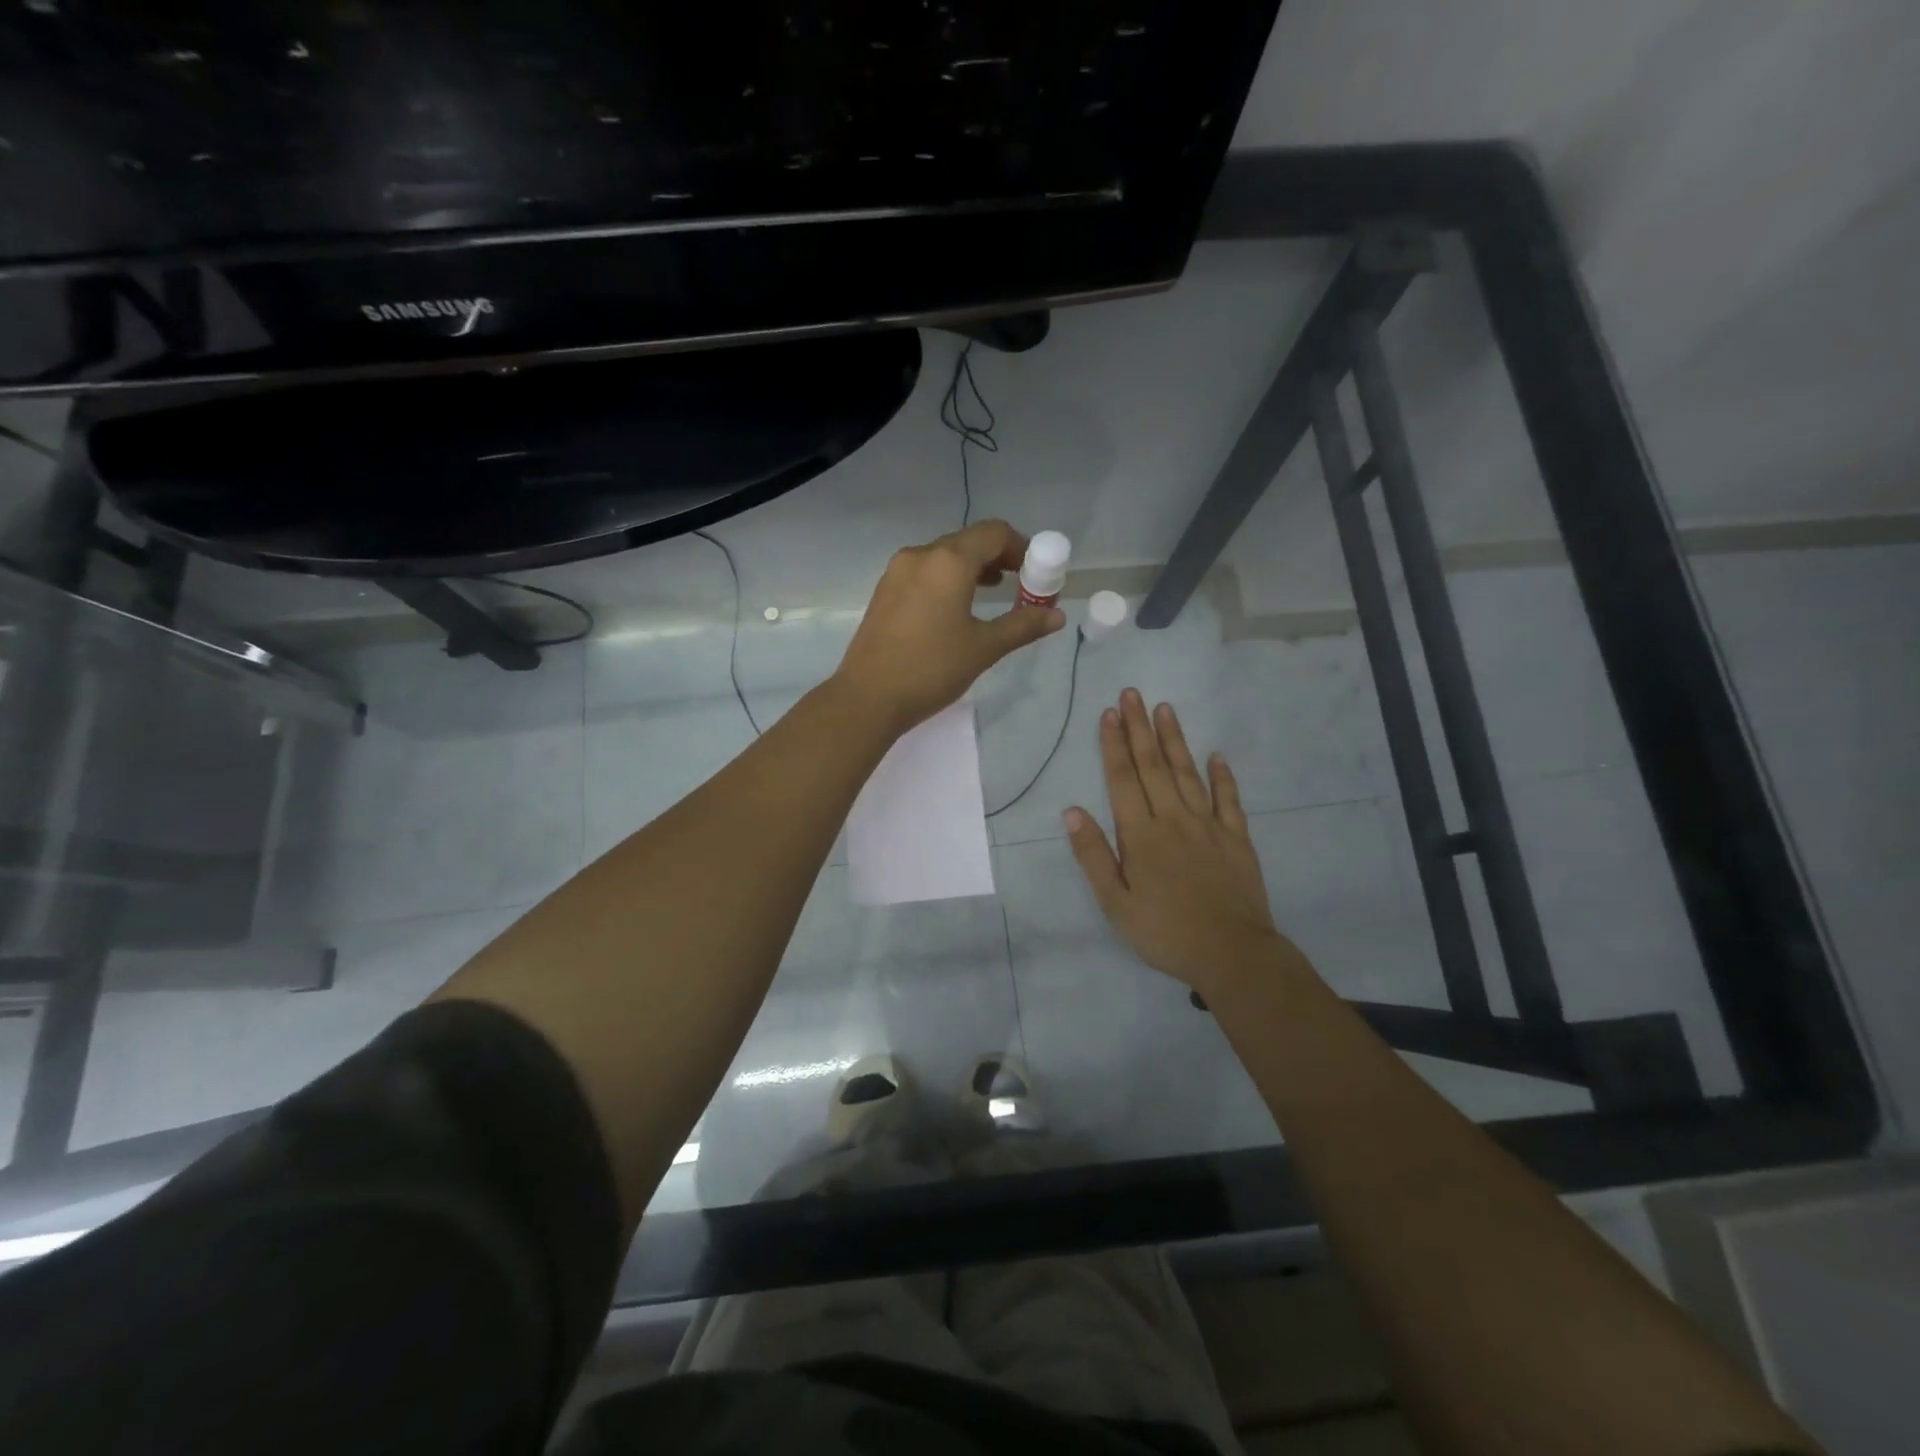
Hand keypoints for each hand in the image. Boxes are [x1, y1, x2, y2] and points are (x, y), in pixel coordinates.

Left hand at [834, 520, 1066, 735]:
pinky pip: (925, 572)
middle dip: (998, 557)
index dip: (1021, 547)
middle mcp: (921, 555)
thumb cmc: (932, 669)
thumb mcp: (984, 648)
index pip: (993, 533)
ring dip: (972, 568)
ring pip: (944, 556)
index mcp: (949, 561)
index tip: (1035, 571)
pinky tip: (956, 607)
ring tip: (992, 593)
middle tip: (1019, 584)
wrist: (868, 697)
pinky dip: (947, 579)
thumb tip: (1056, 615)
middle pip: (968, 541)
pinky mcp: (885, 591)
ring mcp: (897, 571)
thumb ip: (1023, 625)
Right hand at [1065, 691, 1290, 998]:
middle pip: (1153, 767)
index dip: (1114, 745)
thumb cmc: (1165, 932)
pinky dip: (1222, 776)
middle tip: (1133, 694)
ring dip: (1175, 740)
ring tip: (1166, 709)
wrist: (1232, 953)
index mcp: (1140, 835)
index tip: (1110, 713)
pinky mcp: (1237, 838)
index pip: (1123, 780)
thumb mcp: (1116, 903)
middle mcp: (1173, 819)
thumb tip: (1071, 812)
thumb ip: (1094, 855)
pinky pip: (1229, 800)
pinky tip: (1217, 755)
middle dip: (1140, 729)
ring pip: (1188, 774)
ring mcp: (1209, 826)